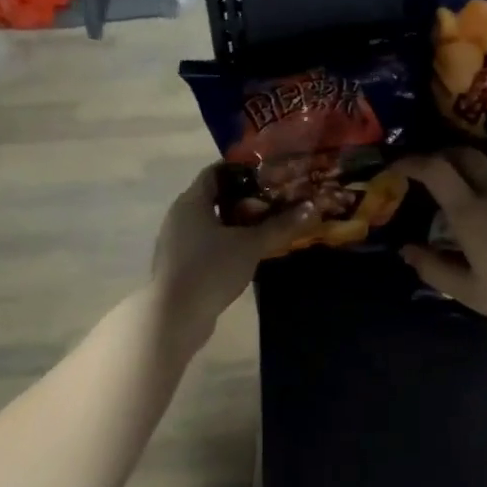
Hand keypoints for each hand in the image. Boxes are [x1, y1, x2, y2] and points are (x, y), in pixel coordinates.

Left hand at [151, 164, 316, 345]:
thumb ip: (280, 225)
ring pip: (210, 223)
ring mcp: (176, 242)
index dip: (242, 170)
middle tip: (274, 202)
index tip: (269, 174)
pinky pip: (205, 244)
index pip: (215, 172)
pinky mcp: (178, 265)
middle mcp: (179, 216)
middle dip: (244, 199)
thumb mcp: (251, 245)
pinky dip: (225, 243)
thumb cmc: (211, 269)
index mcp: (191, 201)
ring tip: (265, 228)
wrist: (175, 316)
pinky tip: (246, 254)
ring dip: (236, 224)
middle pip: (214, 198)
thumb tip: (311, 207)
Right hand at [392, 148, 486, 346]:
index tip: (396, 168)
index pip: (434, 170)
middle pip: (463, 154)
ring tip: (462, 166)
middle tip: (427, 169)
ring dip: (472, 154)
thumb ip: (435, 268)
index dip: (411, 162)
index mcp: (470, 213)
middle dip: (439, 155)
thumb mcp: (471, 293)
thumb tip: (406, 249)